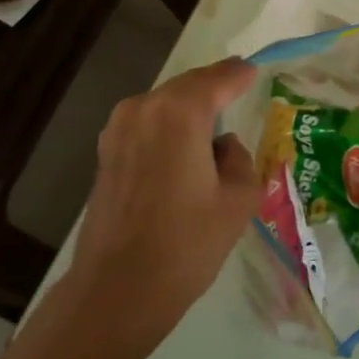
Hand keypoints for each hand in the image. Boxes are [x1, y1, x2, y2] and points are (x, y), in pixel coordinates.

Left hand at [65, 58, 262, 324]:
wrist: (119, 288)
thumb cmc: (187, 243)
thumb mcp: (238, 199)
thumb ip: (239, 158)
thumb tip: (221, 146)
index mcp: (180, 113)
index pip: (218, 79)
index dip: (239, 74)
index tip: (253, 70)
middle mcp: (144, 109)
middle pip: (187, 87)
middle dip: (212, 86)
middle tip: (237, 87)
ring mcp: (118, 130)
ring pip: (163, 105)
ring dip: (188, 108)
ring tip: (213, 123)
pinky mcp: (105, 153)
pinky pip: (146, 125)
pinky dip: (168, 127)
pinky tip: (184, 149)